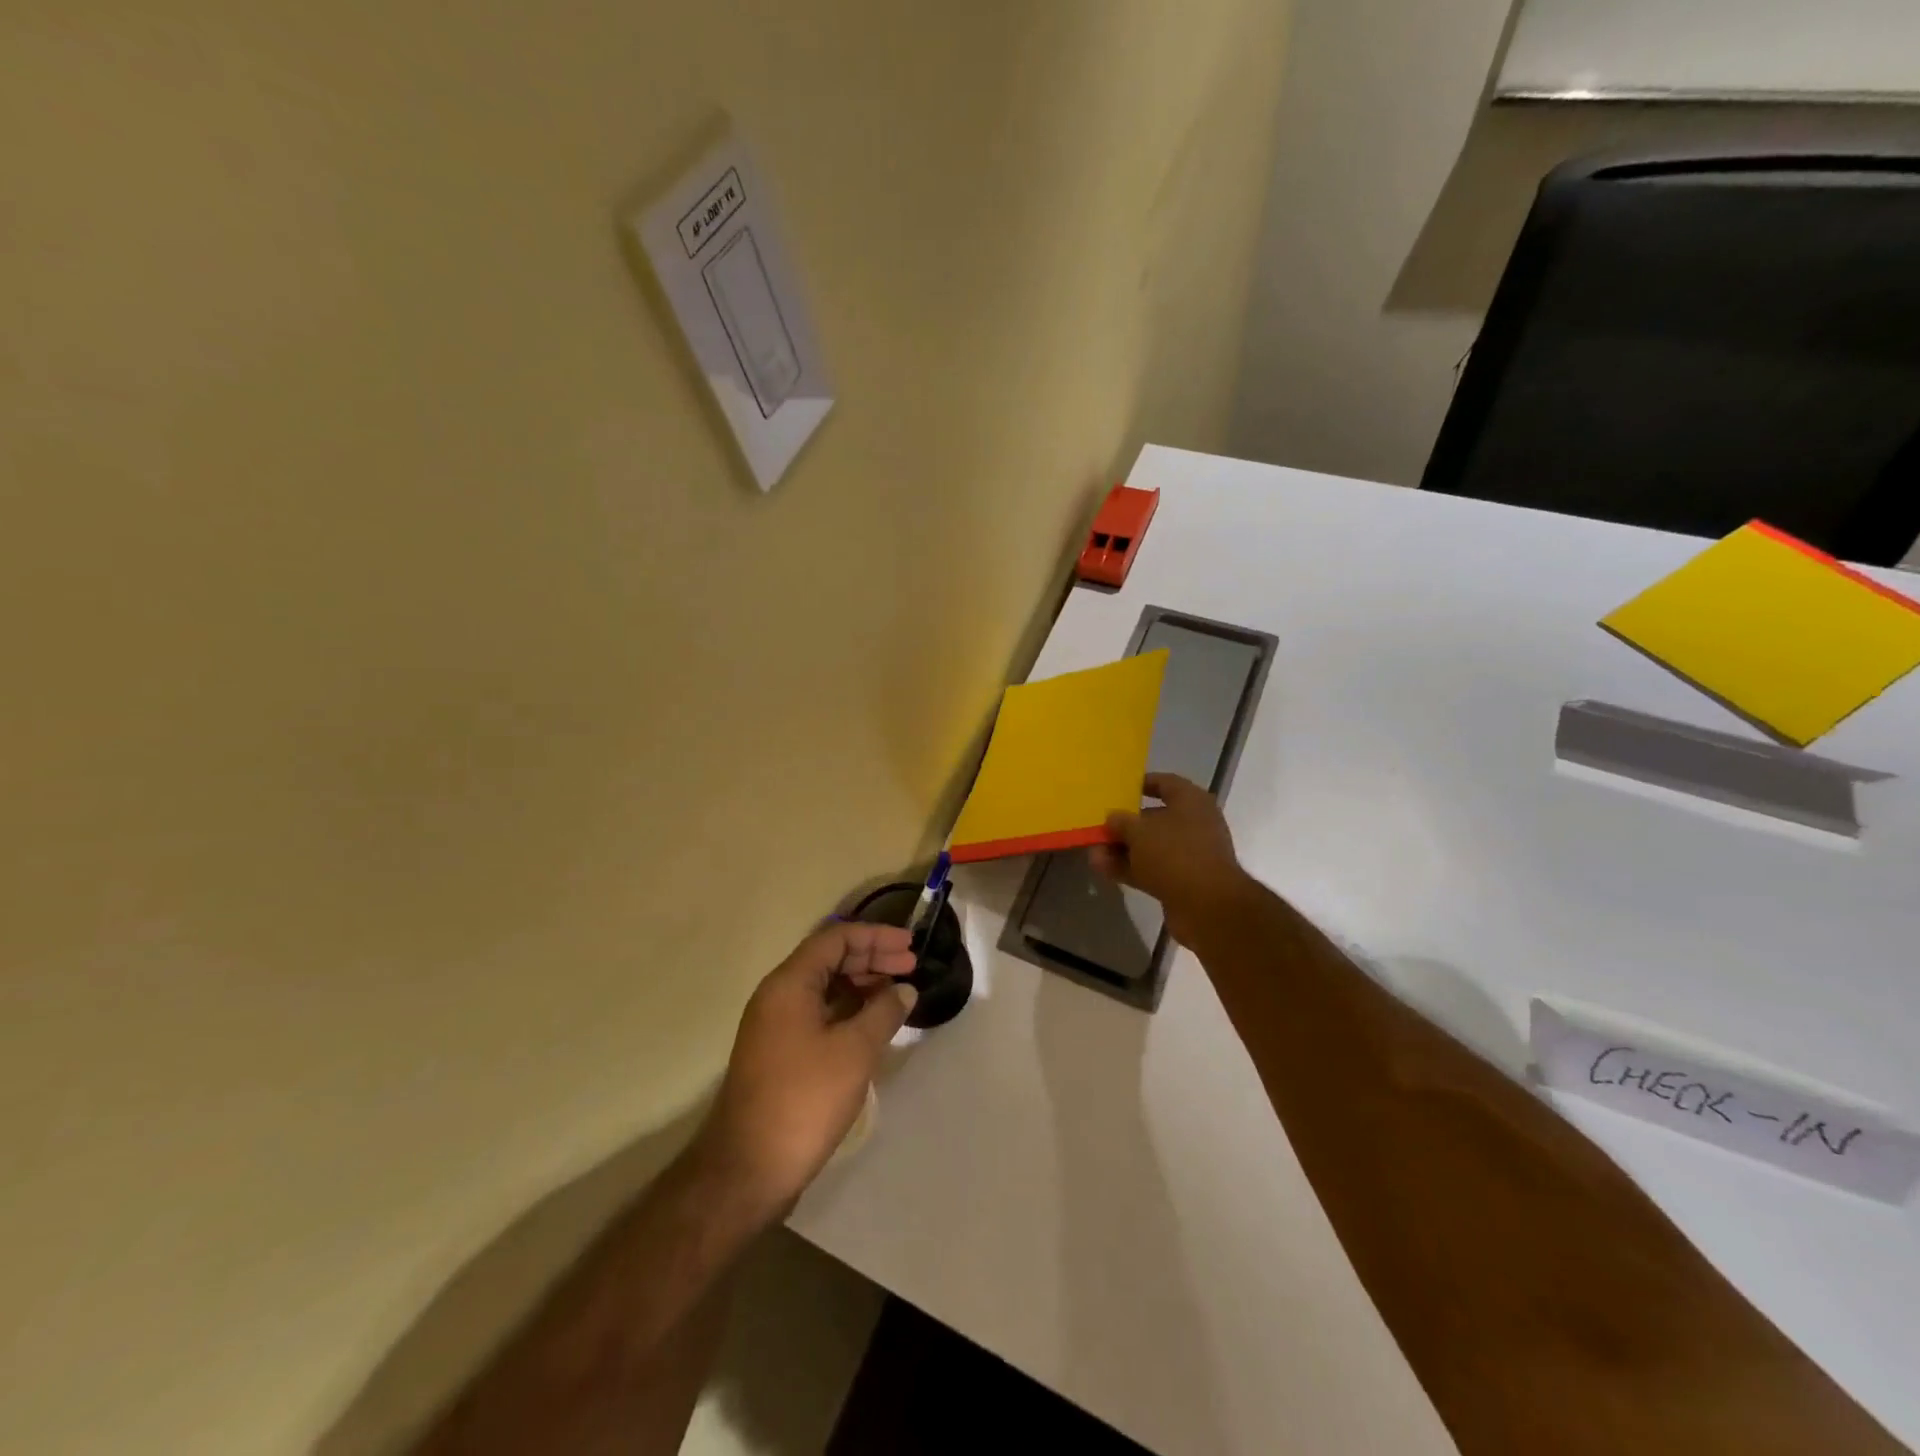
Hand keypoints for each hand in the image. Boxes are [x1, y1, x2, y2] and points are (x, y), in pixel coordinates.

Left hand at [696, 921, 918, 1218]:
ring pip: (825, 987)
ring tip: (899, 993)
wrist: (747, 1169)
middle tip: (911, 966)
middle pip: (830, 959)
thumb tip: (905, 989)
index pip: (836, 938)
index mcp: (790, 983)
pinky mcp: (780, 1052)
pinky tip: (874, 1023)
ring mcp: (776, 1025)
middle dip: (872, 958)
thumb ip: (884, 1012)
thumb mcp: (854, 1051)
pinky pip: (819, 1013)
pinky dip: (849, 1009)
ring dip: (862, 984)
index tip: (910, 946)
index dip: (876, 937)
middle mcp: (778, 995)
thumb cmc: (804, 1099)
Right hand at [1091, 773, 1256, 945]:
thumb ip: (1121, 821)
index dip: (1141, 784)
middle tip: (1099, 827)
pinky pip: (1152, 869)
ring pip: (1150, 847)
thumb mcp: (1139, 831)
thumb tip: (1113, 818)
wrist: (1207, 907)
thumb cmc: (1174, 854)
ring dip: (1122, 850)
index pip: (1165, 783)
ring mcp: (1190, 855)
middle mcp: (1194, 824)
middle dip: (1125, 825)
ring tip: (1093, 852)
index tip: (1118, 790)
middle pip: (1154, 818)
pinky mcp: (1183, 881)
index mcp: (1191, 801)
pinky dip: (1130, 868)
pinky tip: (1103, 869)